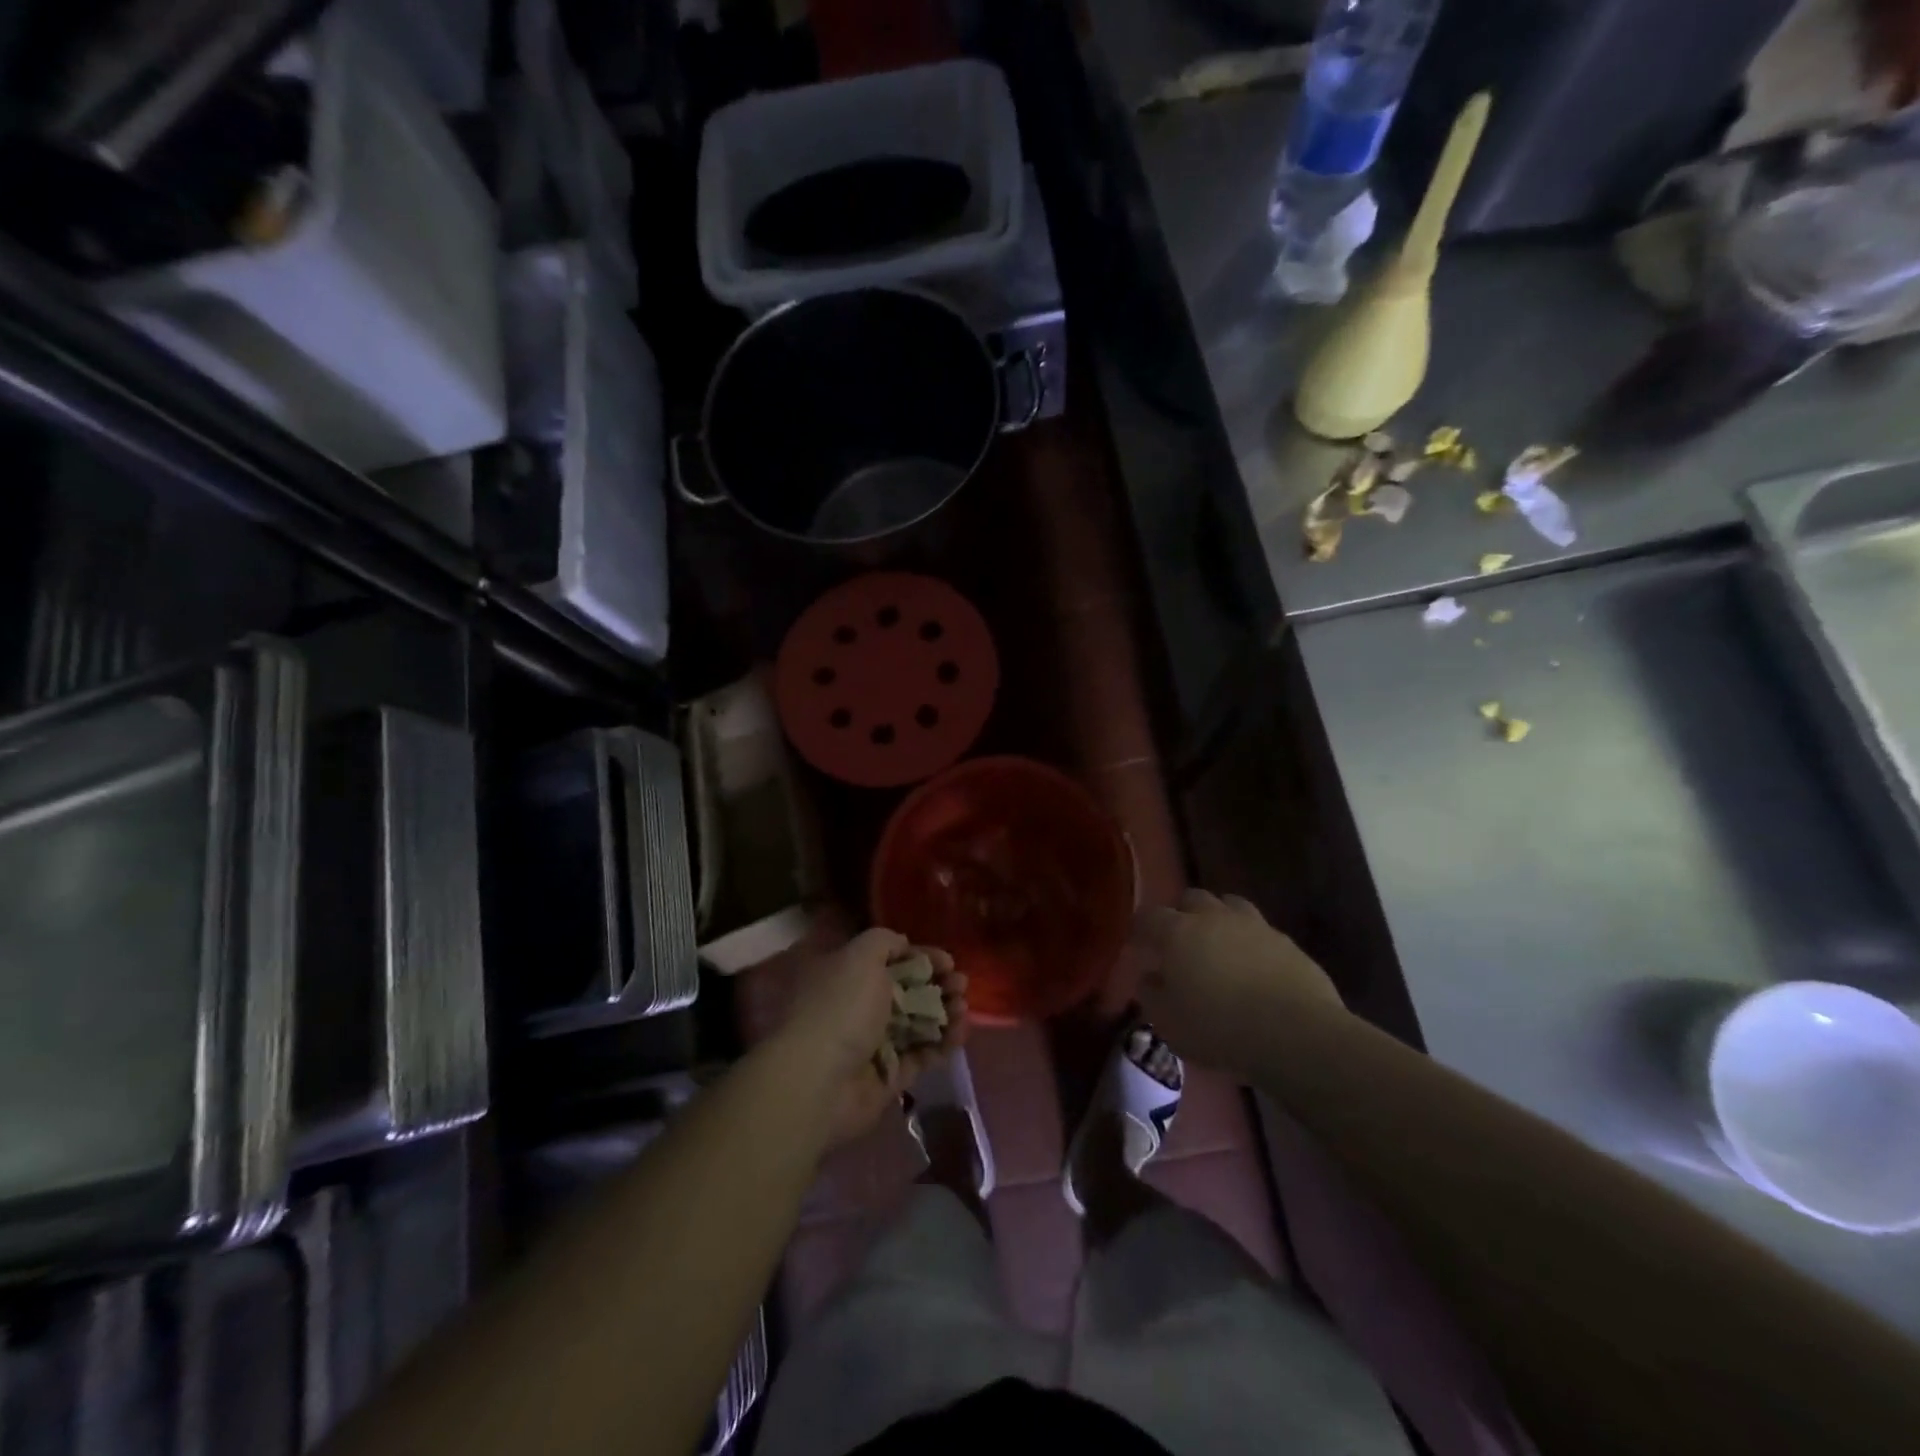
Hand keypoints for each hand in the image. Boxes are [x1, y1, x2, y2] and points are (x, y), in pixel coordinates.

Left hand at [774, 928, 968, 1145]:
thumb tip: (904, 946)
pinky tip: (960, 1032)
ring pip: (917, 1023)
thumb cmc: (841, 1007)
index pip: (889, 960)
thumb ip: (885, 941)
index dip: (920, 957)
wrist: (819, 1081)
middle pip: (906, 992)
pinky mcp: (888, 1076)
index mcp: (845, 976)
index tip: (947, 960)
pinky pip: (921, 1055)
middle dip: (937, 984)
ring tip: (963, 1007)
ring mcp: (872, 1044)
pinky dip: (942, 1043)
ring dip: (944, 1012)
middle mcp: (856, 1008)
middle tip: (961, 984)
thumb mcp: (861, 956)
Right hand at [1133, 890, 1341, 1074]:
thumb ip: (1151, 994)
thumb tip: (1149, 977)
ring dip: (1219, 918)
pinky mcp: (1287, 942)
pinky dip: (1251, 941)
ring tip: (1219, 945)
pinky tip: (1254, 966)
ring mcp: (1254, 925)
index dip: (1140, 929)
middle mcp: (1214, 918)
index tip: (1138, 946)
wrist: (1295, 1034)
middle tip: (1180, 941)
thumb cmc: (1219, 1028)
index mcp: (1178, 932)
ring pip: (1230, 905)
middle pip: (1191, 898)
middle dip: (1181, 914)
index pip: (1149, 916)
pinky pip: (1261, 931)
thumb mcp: (1168, 1022)